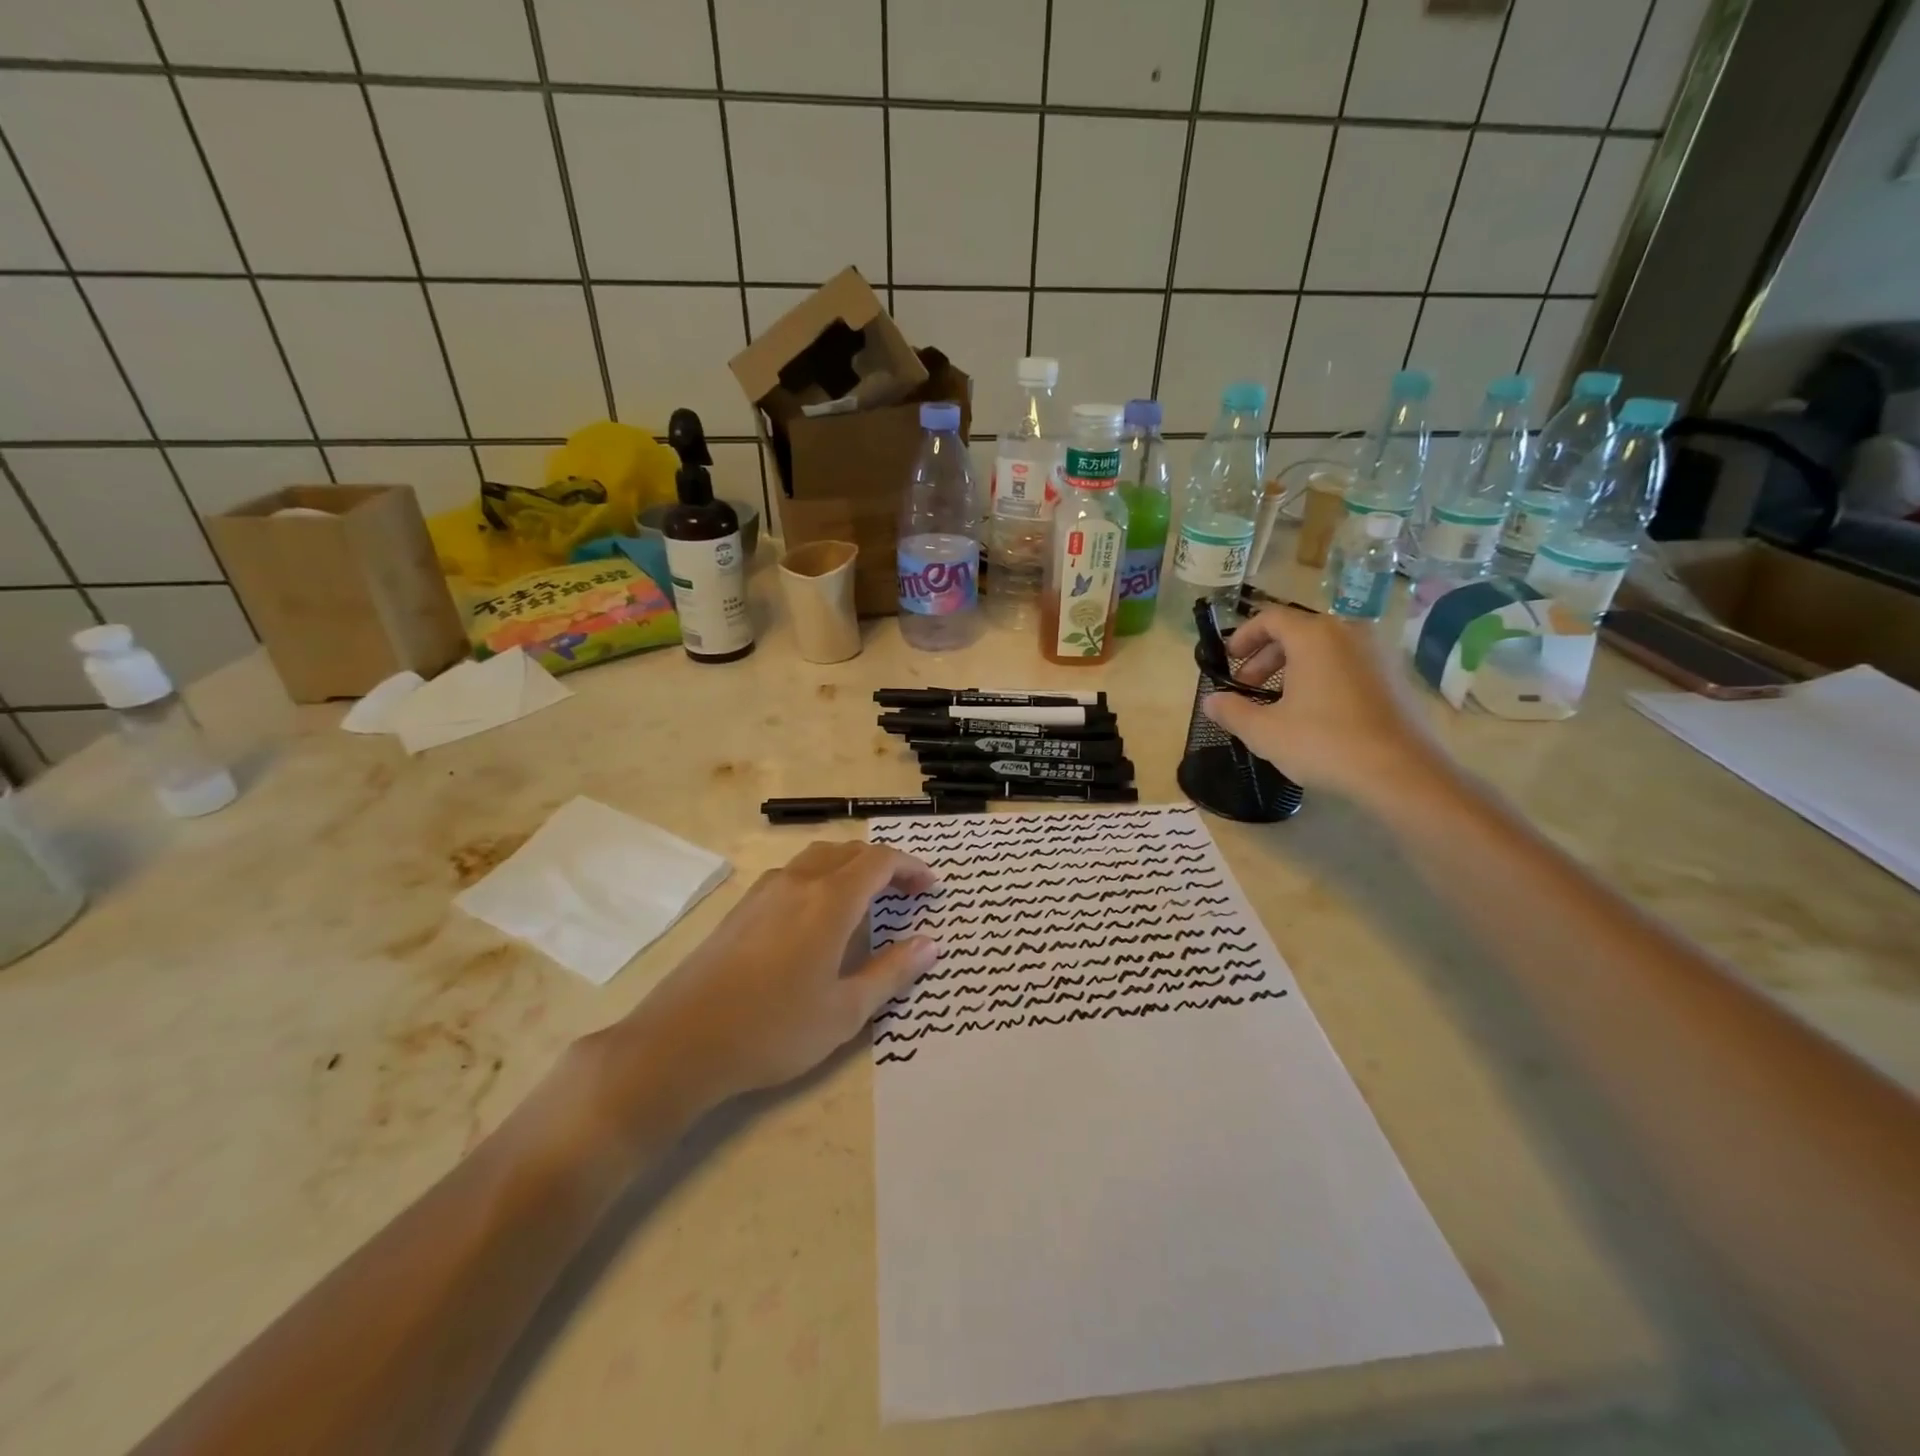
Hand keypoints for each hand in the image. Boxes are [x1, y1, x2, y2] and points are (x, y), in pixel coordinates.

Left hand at [607, 842, 938, 1118]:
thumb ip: (891, 971)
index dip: (911, 867)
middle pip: (850, 851)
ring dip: (850, 867)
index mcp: (829, 901)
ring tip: (867, 901)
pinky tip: (819, 918)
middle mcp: (798, 882)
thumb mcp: (845, 1011)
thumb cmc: (773, 1029)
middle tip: (906, 894)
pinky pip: (793, 874)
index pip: (879, 861)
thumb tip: (931, 944)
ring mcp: (764, 891)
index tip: (930, 887)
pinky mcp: (742, 907)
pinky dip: (821, 878)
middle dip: (884, 865)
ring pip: (818, 858)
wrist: (681, 1043)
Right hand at [1203, 605, 1444, 804]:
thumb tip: (1211, 701)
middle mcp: (1348, 633)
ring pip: (1323, 648)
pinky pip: (1347, 663)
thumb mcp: (1265, 732)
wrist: (1402, 773)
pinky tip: (1314, 712)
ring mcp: (1377, 653)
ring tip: (1278, 702)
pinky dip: (1322, 676)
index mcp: (1314, 636)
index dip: (1242, 637)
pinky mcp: (1394, 676)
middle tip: (1247, 687)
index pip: (1270, 618)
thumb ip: (1232, 711)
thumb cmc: (1325, 744)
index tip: (1228, 661)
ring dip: (1293, 668)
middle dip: (1266, 657)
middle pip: (1297, 631)